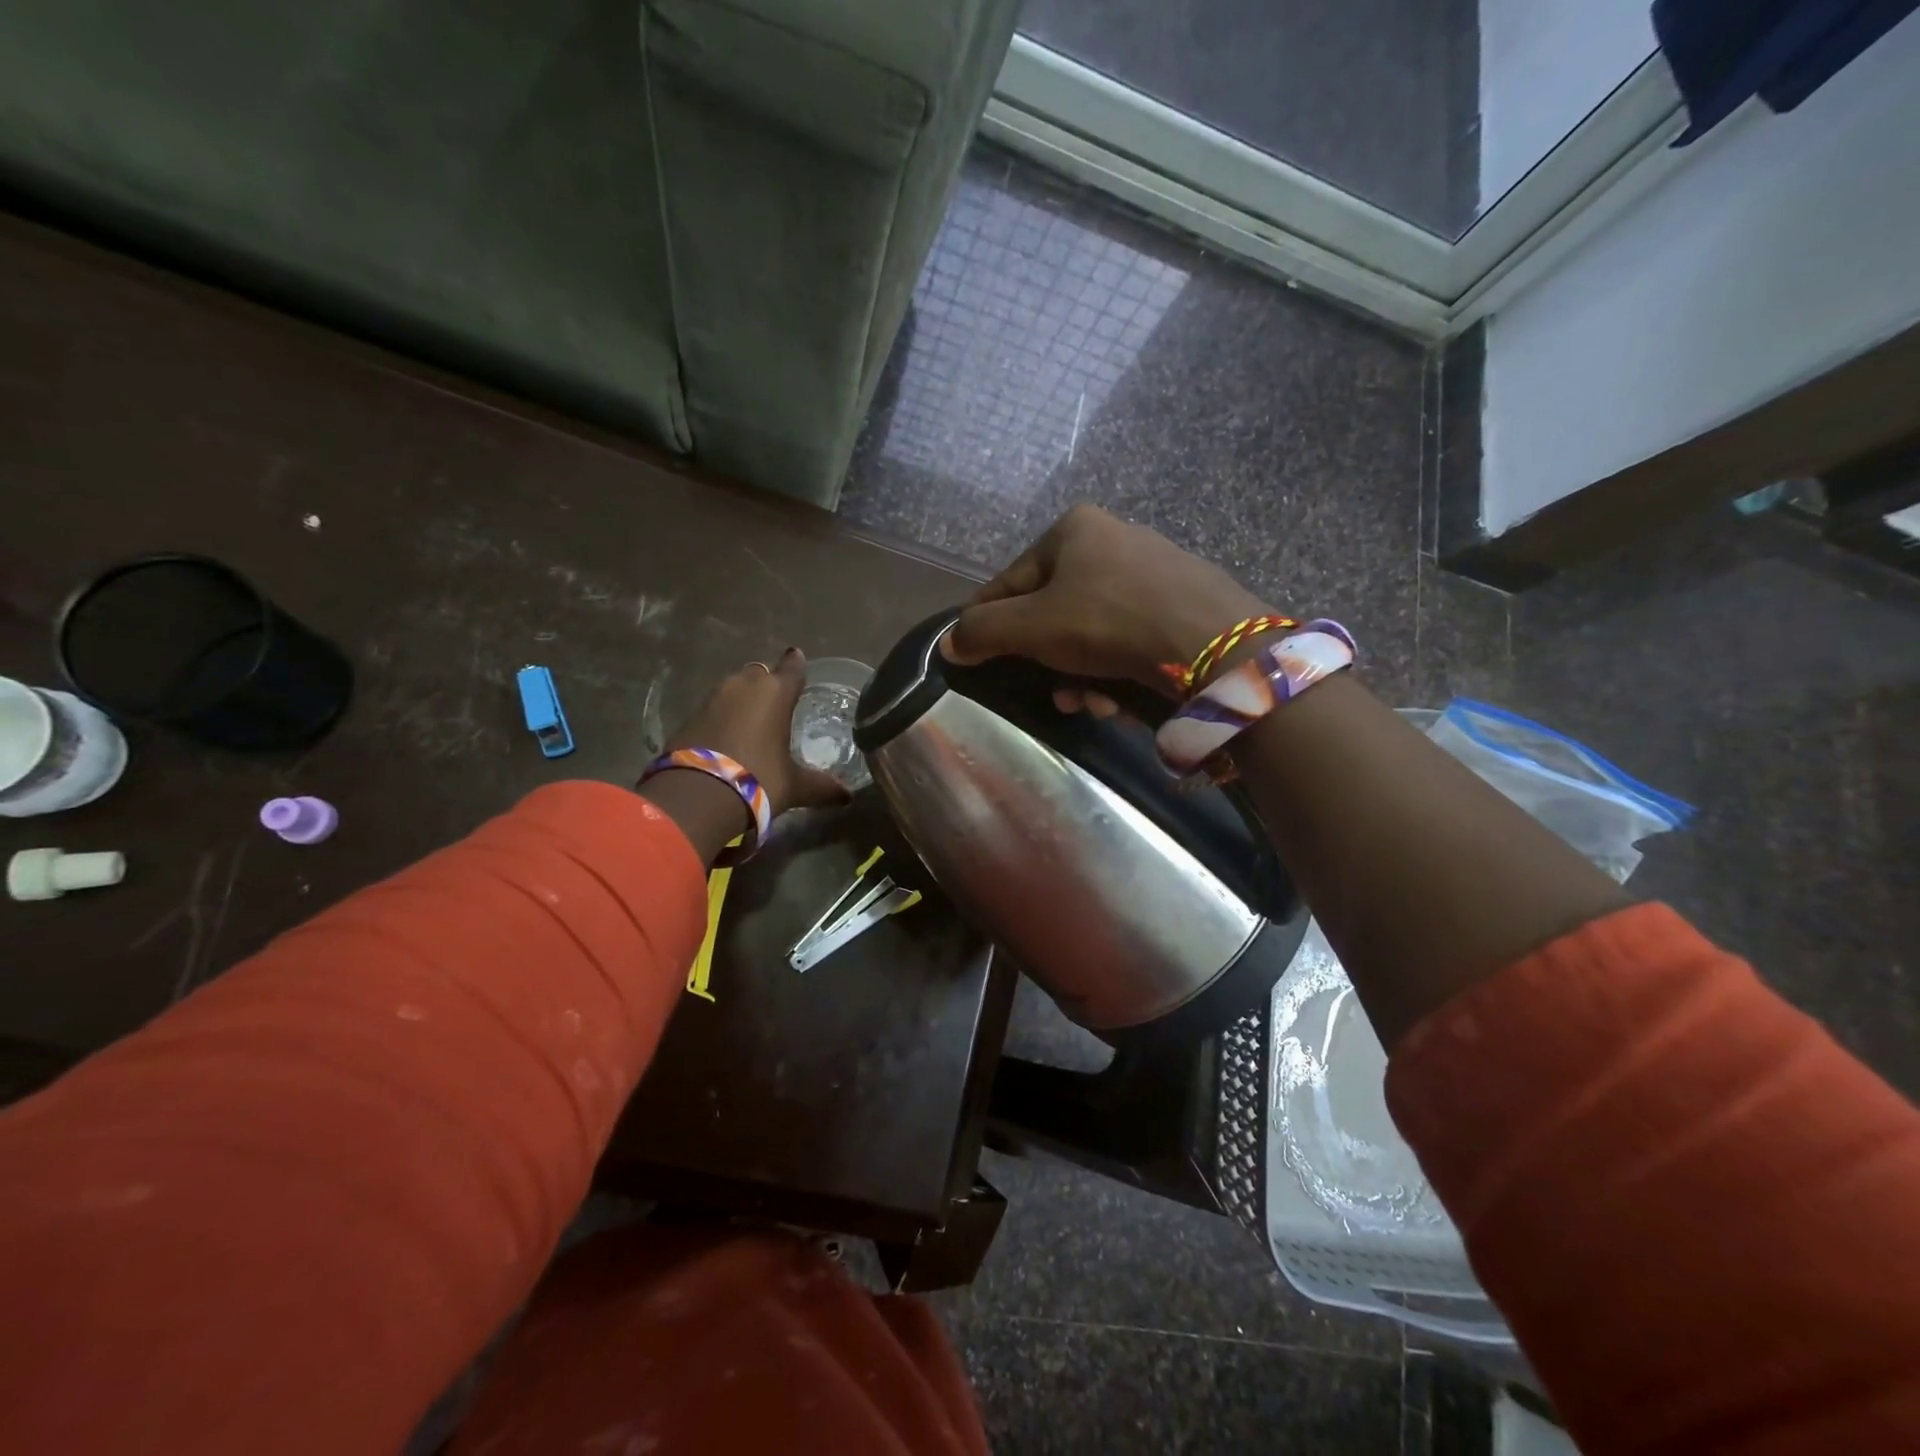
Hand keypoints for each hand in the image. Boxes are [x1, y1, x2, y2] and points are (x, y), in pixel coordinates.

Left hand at [642, 649, 849, 863]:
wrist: (697, 795)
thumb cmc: (757, 779)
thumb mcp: (794, 786)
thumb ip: (822, 787)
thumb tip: (847, 796)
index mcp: (775, 693)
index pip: (792, 668)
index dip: (796, 664)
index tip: (797, 658)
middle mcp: (744, 686)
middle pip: (760, 673)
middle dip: (768, 682)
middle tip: (776, 700)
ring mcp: (712, 698)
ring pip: (733, 688)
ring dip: (742, 699)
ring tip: (752, 719)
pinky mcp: (689, 716)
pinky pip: (713, 708)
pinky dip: (722, 717)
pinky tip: (726, 736)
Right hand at [942, 505, 1270, 693]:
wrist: (1213, 642)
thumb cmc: (1108, 622)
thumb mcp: (1033, 628)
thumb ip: (983, 632)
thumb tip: (948, 643)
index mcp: (1073, 529)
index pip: (1009, 581)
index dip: (987, 623)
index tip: (975, 657)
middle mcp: (1113, 539)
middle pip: (1054, 611)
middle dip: (1047, 661)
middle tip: (1052, 694)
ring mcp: (1153, 569)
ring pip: (1093, 631)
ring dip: (1082, 674)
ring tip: (1088, 704)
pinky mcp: (1183, 602)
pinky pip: (1130, 638)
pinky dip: (1117, 670)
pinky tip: (1119, 699)